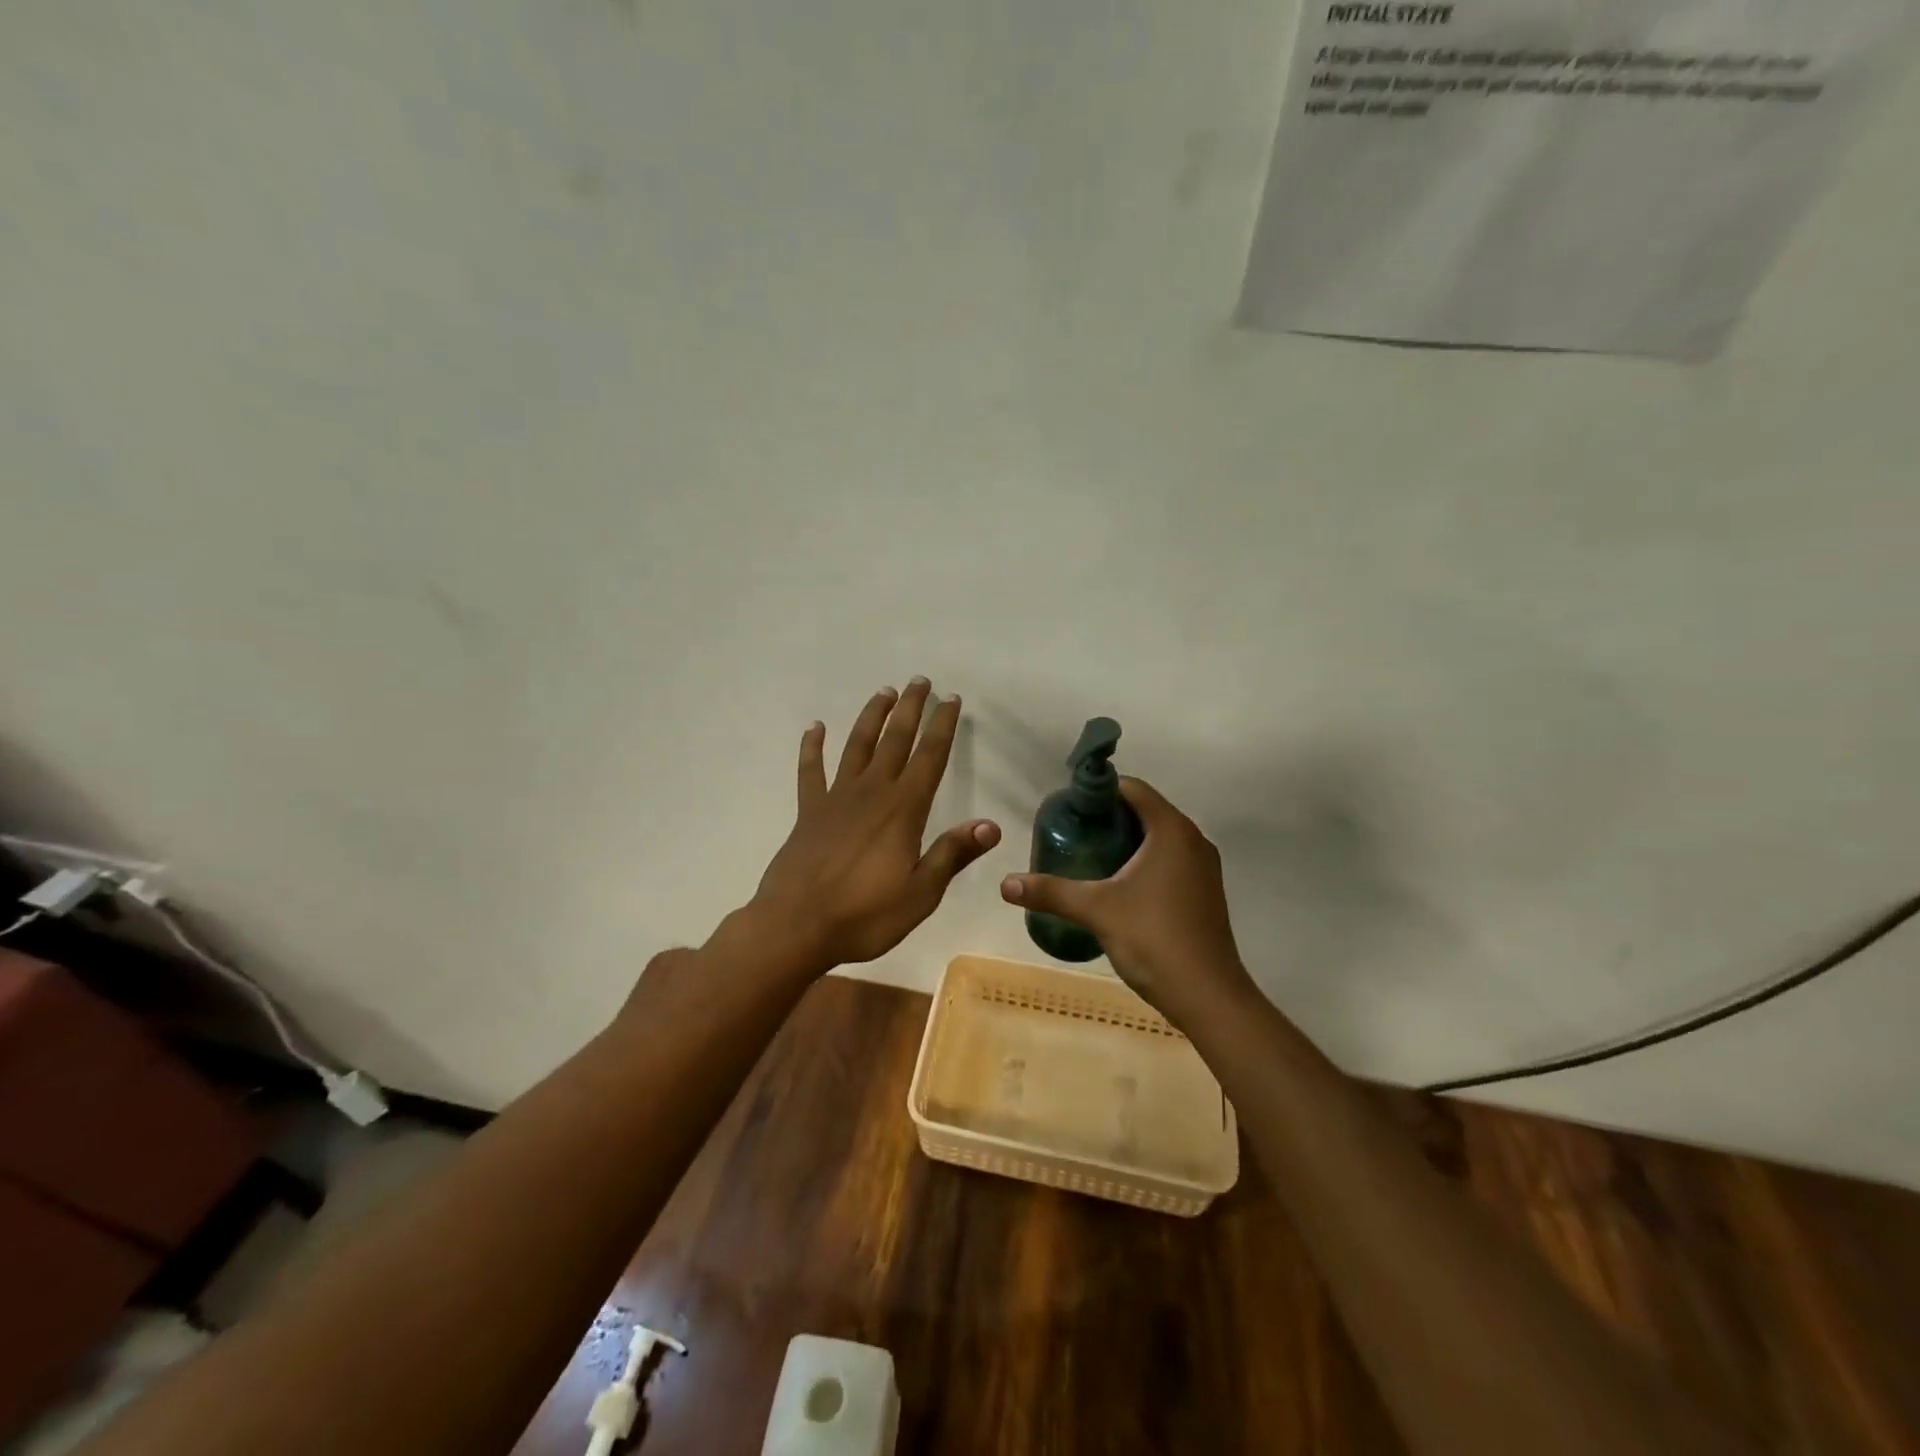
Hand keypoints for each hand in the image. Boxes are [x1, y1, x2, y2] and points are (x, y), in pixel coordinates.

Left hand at [751, 678, 1000, 970]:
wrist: (796, 926)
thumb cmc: (865, 915)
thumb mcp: (920, 893)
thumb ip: (952, 854)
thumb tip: (991, 825)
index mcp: (903, 810)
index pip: (929, 758)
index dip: (942, 726)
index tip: (951, 699)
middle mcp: (872, 793)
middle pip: (895, 740)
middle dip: (910, 709)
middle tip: (920, 681)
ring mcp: (836, 799)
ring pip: (857, 746)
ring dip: (872, 717)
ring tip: (884, 692)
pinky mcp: (808, 812)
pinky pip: (811, 770)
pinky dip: (813, 747)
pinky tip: (815, 727)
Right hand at [999, 778, 1255, 1029]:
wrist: (1207, 996)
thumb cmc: (1154, 938)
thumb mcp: (1096, 910)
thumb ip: (1051, 892)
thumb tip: (1006, 884)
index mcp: (1171, 830)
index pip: (1133, 788)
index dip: (1099, 792)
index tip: (1069, 808)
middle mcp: (1193, 840)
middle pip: (1145, 811)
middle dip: (1108, 818)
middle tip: (1072, 833)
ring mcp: (1203, 867)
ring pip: (1159, 838)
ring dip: (1126, 841)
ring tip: (1088, 857)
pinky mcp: (1204, 892)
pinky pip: (1170, 860)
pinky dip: (1144, 862)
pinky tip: (1118, 886)